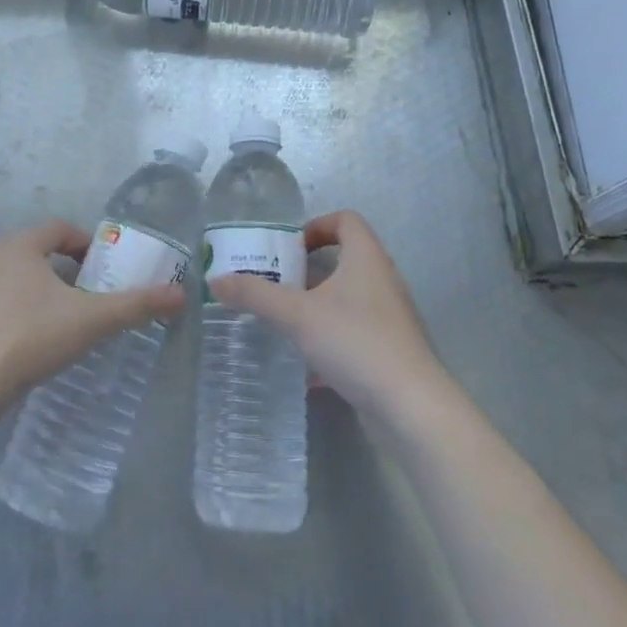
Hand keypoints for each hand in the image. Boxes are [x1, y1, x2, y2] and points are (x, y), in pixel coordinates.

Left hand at [0, 220, 185, 429]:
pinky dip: (13, 316)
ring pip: (13, 280)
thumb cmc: (30, 339)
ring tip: (60, 325)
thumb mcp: (91, 321)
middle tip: (88, 300)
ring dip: (39, 294)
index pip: (60, 228)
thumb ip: (136, 305)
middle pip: (37, 253)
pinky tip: (24, 347)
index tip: (104, 270)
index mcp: (19, 246)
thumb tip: (182, 295)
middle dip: (65, 272)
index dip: (87, 244)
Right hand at [210, 209, 451, 422]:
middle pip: (345, 259)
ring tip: (285, 323)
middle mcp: (383, 281)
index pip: (346, 220)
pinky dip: (329, 341)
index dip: (316, 225)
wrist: (411, 406)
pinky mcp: (390, 350)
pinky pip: (354, 333)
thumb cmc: (355, 342)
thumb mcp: (297, 315)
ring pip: (348, 300)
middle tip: (275, 284)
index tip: (288, 249)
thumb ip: (255, 295)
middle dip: (307, 271)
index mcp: (366, 258)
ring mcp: (390, 318)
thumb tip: (215, 280)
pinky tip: (306, 370)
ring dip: (317, 306)